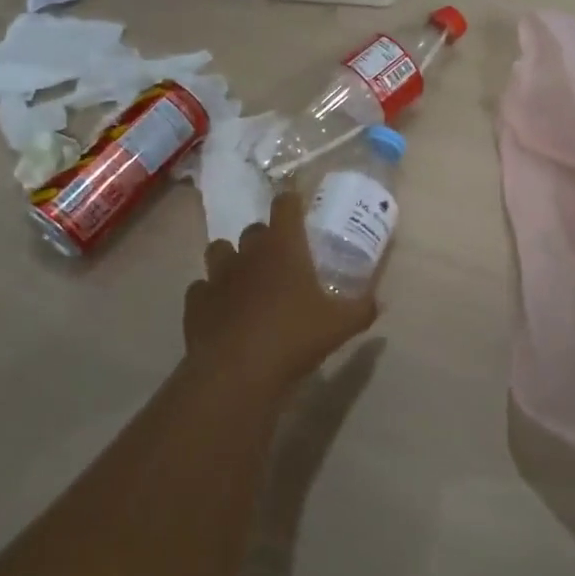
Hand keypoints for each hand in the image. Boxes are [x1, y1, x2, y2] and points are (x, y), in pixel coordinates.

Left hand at [183, 190, 378, 394]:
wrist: (236, 373)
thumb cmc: (293, 338)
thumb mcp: (341, 326)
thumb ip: (362, 309)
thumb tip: (378, 302)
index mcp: (283, 247)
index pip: (285, 205)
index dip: (292, 202)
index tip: (298, 209)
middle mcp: (248, 252)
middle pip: (253, 229)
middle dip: (265, 238)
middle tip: (281, 260)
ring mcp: (217, 276)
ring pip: (219, 250)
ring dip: (232, 259)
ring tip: (245, 280)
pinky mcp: (196, 302)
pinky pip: (201, 288)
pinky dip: (211, 295)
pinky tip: (222, 312)